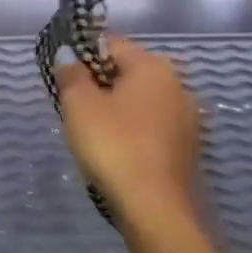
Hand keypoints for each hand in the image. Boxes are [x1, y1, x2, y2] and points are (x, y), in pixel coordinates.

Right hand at [53, 37, 203, 228]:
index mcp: (153, 66)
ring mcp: (187, 118)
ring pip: (140, 102)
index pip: (111, 45)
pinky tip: (116, 152)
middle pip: (128, 73)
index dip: (82, 57)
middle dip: (100, 85)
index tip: (64, 80)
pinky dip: (132, 131)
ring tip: (92, 133)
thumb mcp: (79, 105)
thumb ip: (71, 74)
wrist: (153, 207)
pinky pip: (151, 127)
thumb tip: (68, 55)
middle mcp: (177, 84)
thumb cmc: (113, 145)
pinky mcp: (187, 148)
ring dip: (116, 110)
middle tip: (74, 108)